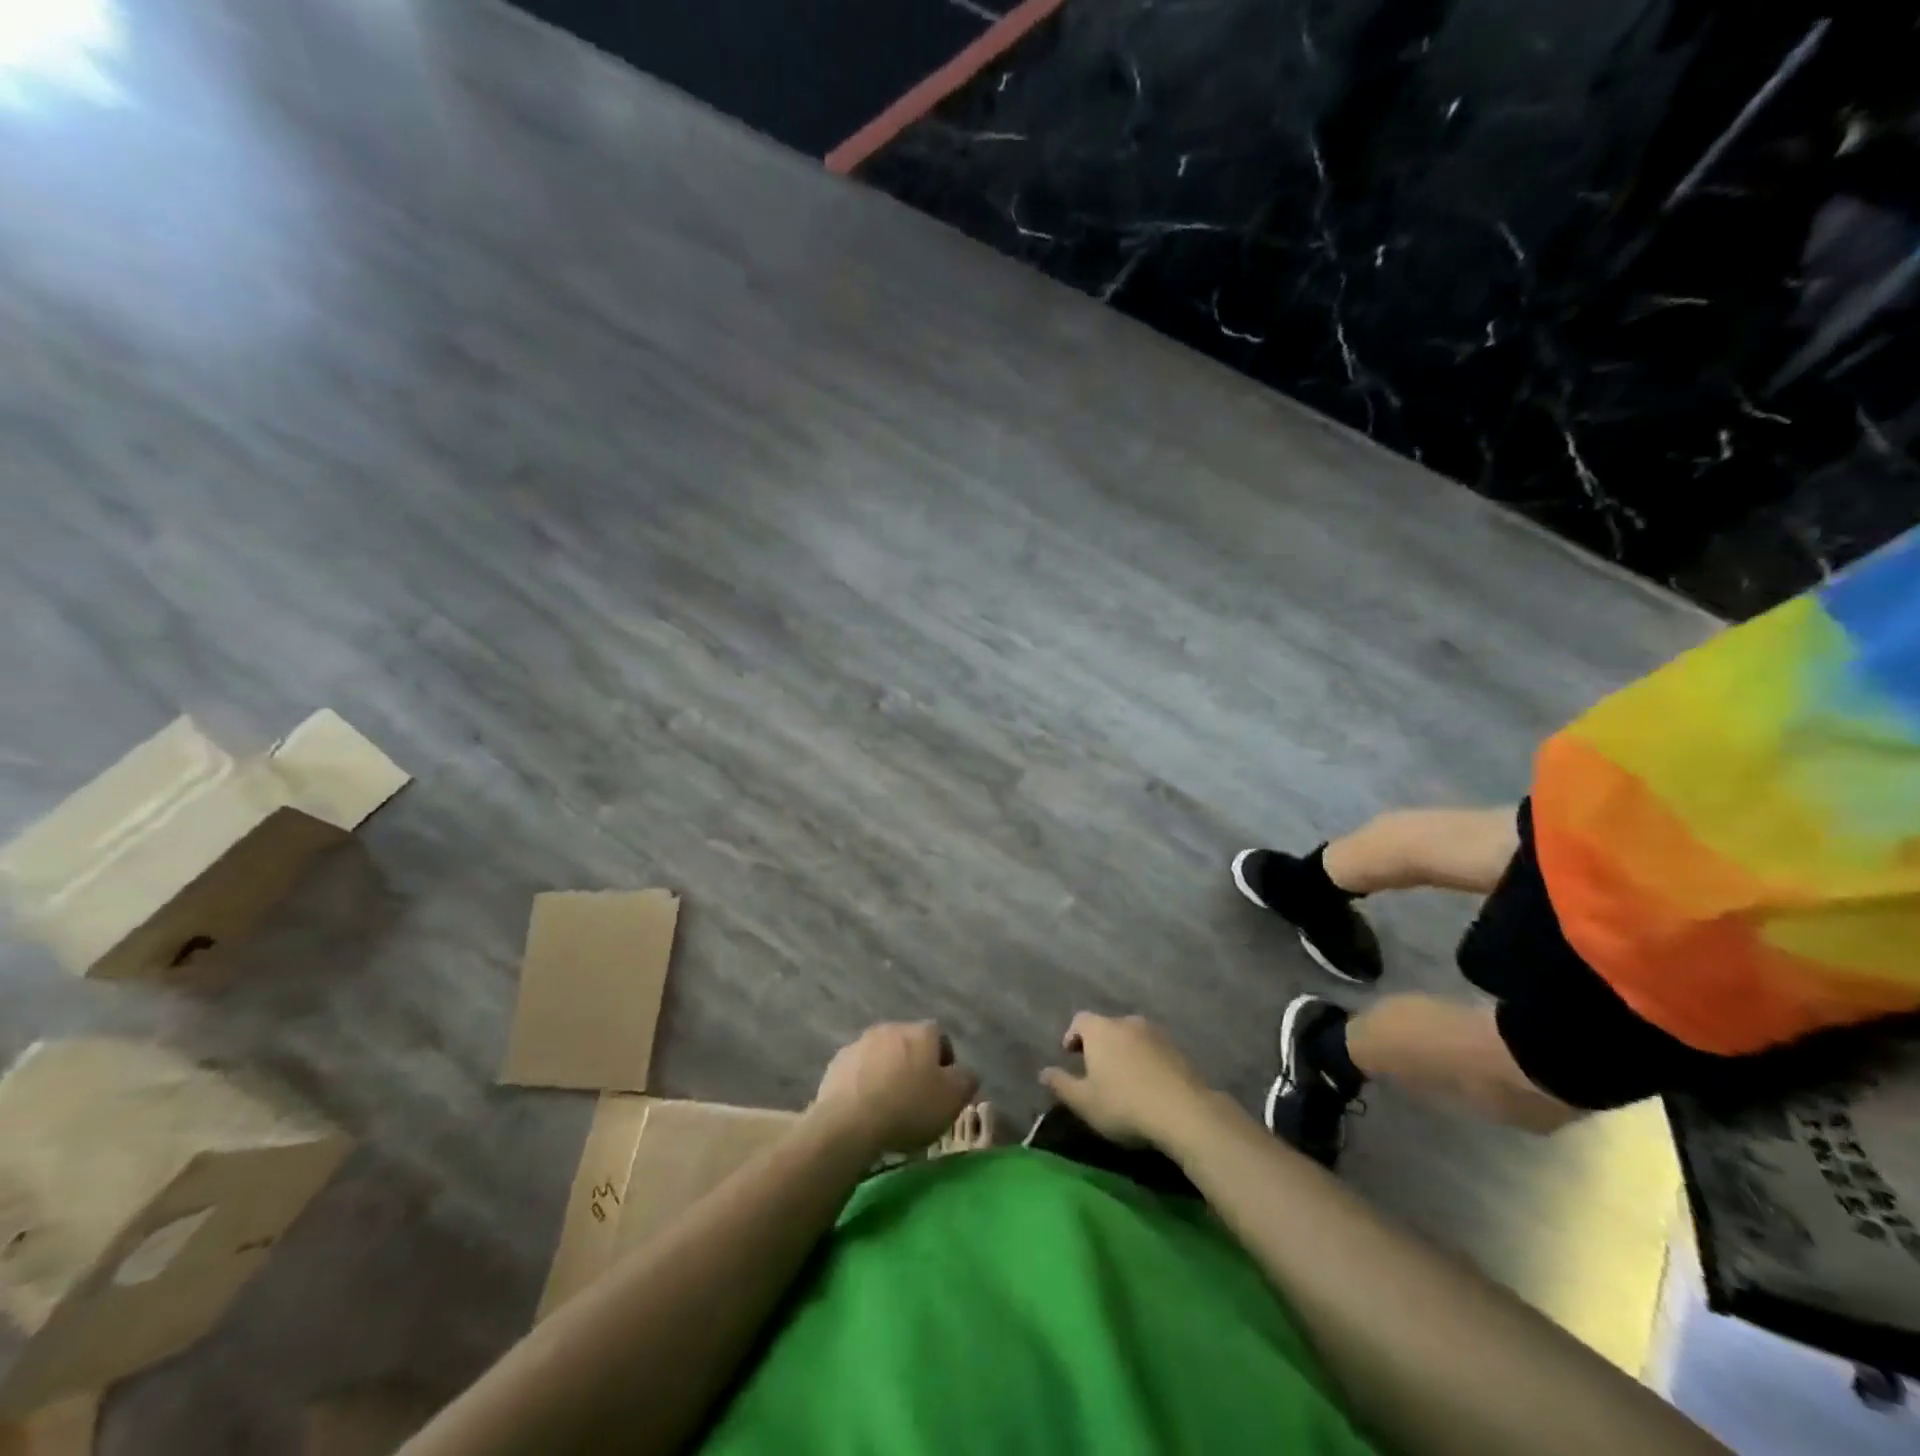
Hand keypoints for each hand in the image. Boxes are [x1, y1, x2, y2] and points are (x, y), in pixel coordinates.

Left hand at [810, 1022, 978, 1157]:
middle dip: (914, 1066)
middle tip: (917, 1099)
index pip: (940, 1037)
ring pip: (882, 1056)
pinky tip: (865, 1109)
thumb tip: (964, 1073)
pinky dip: (864, 1083)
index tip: (943, 1090)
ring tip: (888, 1106)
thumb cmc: (909, 1107)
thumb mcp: (953, 1099)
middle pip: (909, 1044)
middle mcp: (891, 1028)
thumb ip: (966, 1080)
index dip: (945, 1063)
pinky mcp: (837, 1063)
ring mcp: (860, 1043)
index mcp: (921, 1032)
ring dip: (887, 1073)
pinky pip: (858, 1071)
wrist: (849, 1123)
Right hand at [1040, 1013, 1213, 1147]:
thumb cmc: (1123, 1104)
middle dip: (1099, 1044)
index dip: (1072, 1036)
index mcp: (1100, 1029)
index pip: (1079, 1020)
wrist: (1183, 1111)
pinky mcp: (1177, 1049)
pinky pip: (1153, 1048)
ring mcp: (1155, 1033)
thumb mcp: (1084, 1102)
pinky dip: (1145, 1060)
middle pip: (1106, 1026)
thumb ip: (1061, 1085)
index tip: (1070, 1055)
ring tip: (1122, 1077)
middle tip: (1095, 1068)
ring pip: (1131, 1036)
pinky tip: (1147, 1084)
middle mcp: (1126, 1022)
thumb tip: (1043, 1072)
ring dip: (1124, 1051)